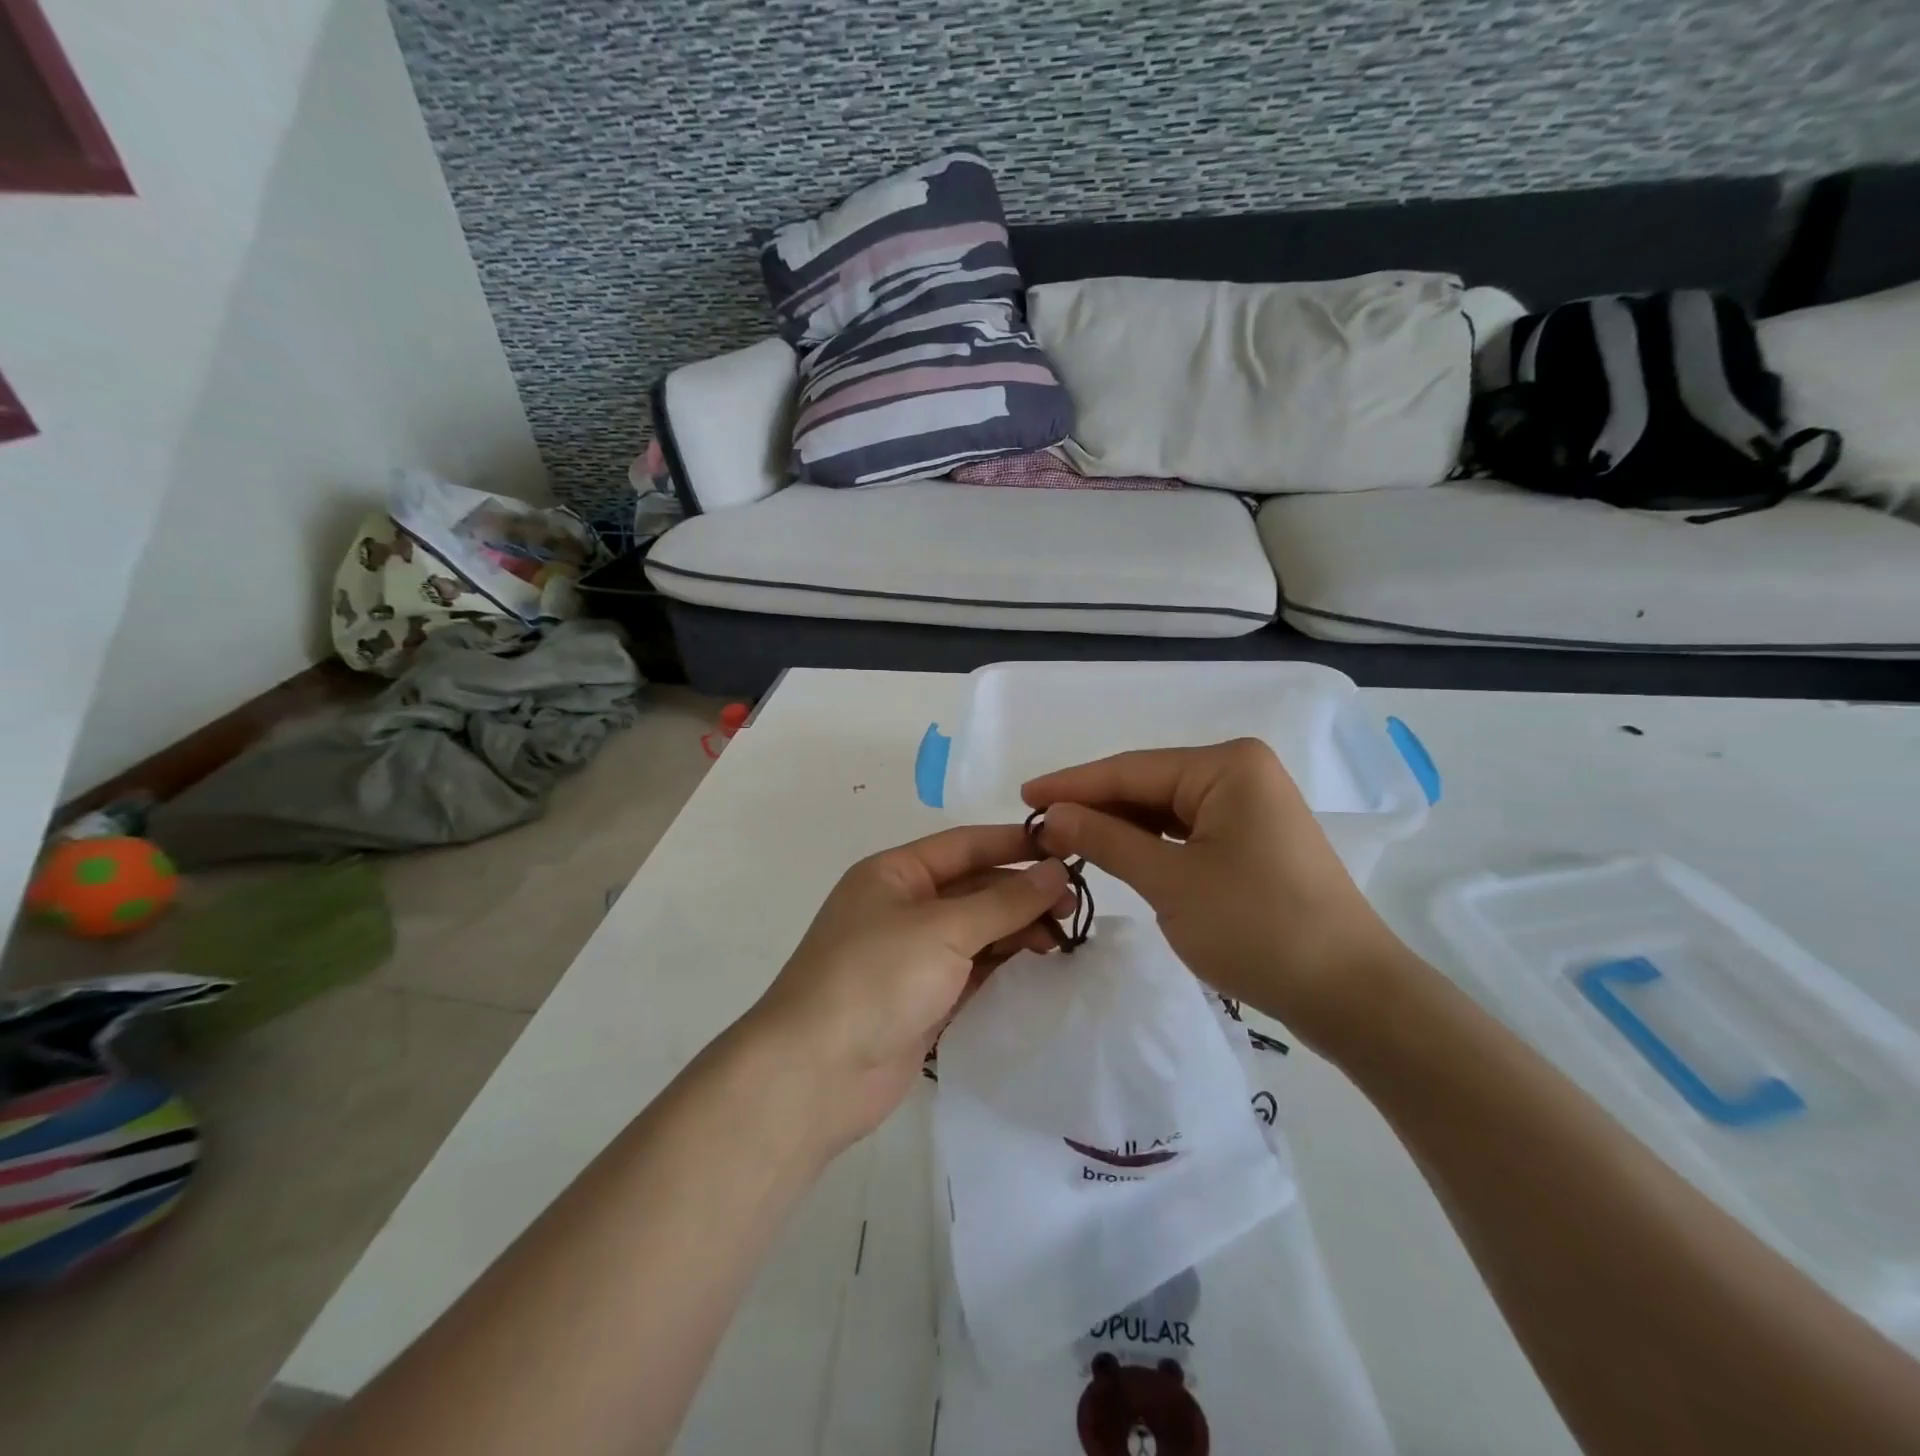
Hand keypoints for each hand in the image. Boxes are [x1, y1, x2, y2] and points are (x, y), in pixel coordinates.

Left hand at [748, 825, 1072, 1150]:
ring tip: (1066, 939)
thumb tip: (1056, 871)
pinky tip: (1041, 968)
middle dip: (1022, 893)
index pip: (965, 845)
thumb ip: (1004, 901)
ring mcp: (912, 956)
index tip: (1067, 848)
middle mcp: (903, 907)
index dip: (1015, 843)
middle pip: (974, 888)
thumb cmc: (876, 978)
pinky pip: (973, 971)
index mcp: (895, 873)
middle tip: (1075, 906)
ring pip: (977, 931)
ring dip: (1018, 930)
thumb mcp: (943, 929)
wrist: (815, 1074)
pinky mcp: (923, 1000)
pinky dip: (1004, 967)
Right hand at [1023, 739, 1400, 1045]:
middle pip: (1148, 785)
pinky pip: (1186, 831)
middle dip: (1094, 807)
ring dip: (1119, 827)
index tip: (1021, 797)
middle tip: (1037, 827)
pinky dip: (1149, 844)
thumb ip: (1106, 840)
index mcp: (1227, 766)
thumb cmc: (1258, 928)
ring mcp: (1250, 807)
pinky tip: (1115, 852)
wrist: (1350, 995)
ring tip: (1065, 840)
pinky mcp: (1253, 840)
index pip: (1130, 770)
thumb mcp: (1170, 881)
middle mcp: (1241, 773)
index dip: (1072, 785)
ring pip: (1165, 809)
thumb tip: (1052, 816)